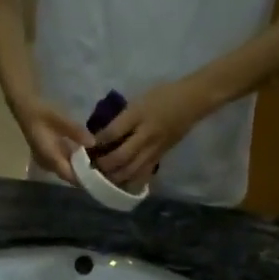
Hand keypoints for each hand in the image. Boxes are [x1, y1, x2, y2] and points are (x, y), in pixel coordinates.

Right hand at [9, 94, 91, 185]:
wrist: (25, 108)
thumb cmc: (41, 113)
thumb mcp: (60, 120)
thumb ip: (76, 132)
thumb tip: (93, 143)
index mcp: (50, 157)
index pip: (68, 175)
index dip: (83, 179)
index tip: (99, 178)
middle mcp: (47, 163)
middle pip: (67, 174)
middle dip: (82, 174)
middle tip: (101, 170)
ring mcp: (45, 160)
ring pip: (64, 169)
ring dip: (77, 167)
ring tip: (95, 163)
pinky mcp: (46, 154)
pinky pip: (61, 163)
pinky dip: (72, 161)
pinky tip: (83, 154)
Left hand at [93, 79, 215, 191]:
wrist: (192, 101)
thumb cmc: (162, 96)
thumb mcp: (138, 100)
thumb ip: (121, 118)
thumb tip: (101, 134)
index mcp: (138, 115)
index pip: (112, 133)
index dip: (97, 142)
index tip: (86, 147)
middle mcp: (145, 134)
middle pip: (120, 156)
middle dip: (103, 164)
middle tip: (91, 167)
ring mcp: (154, 148)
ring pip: (131, 169)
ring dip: (114, 176)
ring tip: (102, 177)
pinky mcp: (160, 156)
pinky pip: (143, 173)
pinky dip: (130, 180)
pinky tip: (120, 184)